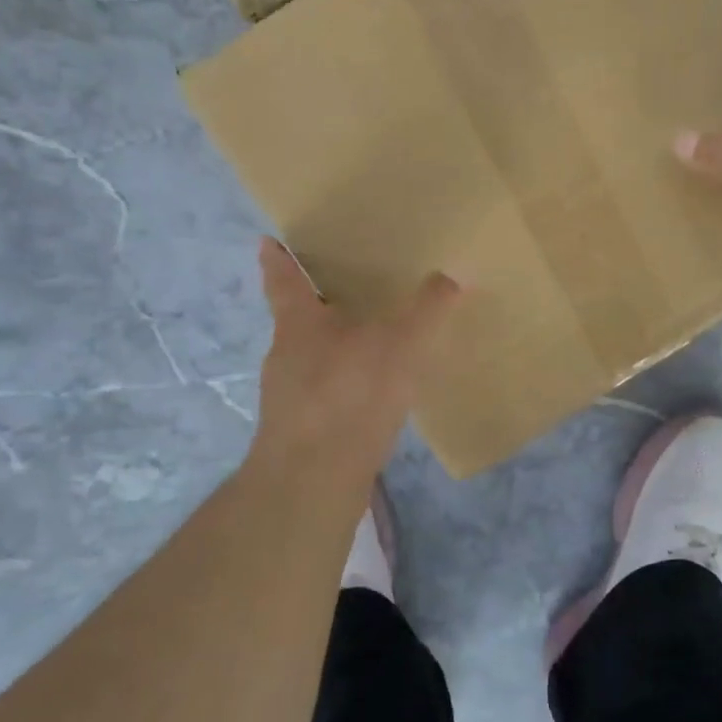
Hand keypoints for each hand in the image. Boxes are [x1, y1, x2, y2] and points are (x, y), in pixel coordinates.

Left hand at [248, 238, 459, 499]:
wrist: (313, 481)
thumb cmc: (350, 395)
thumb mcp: (400, 344)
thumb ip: (428, 309)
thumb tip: (454, 273)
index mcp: (299, 324)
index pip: (283, 280)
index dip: (277, 259)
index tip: (267, 241)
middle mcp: (285, 355)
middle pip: (297, 320)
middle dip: (318, 305)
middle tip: (346, 290)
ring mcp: (287, 396)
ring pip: (310, 359)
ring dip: (332, 349)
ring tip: (368, 343)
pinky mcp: (299, 431)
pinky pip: (323, 394)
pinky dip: (342, 387)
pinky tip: (370, 397)